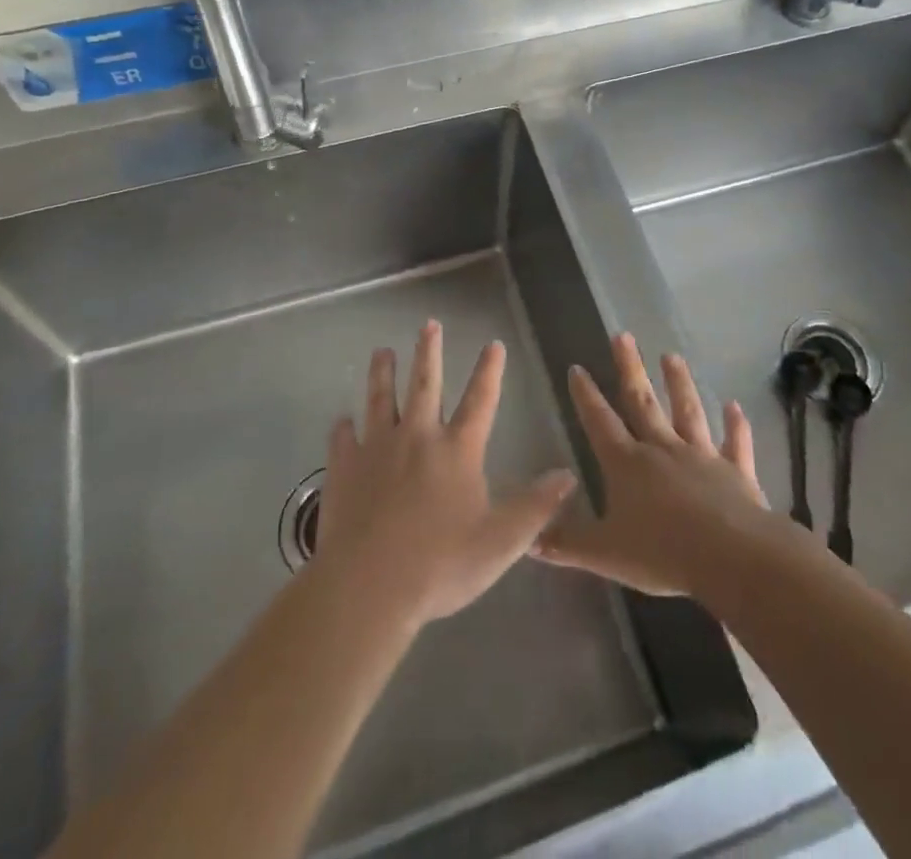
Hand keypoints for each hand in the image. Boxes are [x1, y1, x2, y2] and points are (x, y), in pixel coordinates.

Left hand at [315, 321, 577, 629]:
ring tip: (381, 352)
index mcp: (457, 450)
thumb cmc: (440, 564)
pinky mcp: (344, 468)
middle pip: (425, 384)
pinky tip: (342, 421)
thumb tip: (568, 475)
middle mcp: (417, 437)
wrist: (368, 586)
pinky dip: (344, 428)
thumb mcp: (501, 542)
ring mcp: (376, 449)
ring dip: (382, 374)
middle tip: (429, 323)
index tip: (493, 343)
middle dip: (429, 352)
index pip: (480, 400)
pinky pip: (343, 439)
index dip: (489, 371)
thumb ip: (536, 507)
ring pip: (380, 400)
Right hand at [533, 332, 775, 598]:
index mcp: (627, 464)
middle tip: (623, 335)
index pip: (600, 422)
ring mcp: (702, 456)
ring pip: (688, 412)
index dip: (587, 396)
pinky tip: (735, 406)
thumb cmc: (661, 553)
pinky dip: (735, 425)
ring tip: (672, 356)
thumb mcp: (604, 553)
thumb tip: (527, 540)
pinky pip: (735, 443)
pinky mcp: (736, 472)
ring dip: (679, 383)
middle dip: (630, 368)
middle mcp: (662, 449)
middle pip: (642, 402)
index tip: (578, 367)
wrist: (730, 556)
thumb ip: (565, 544)